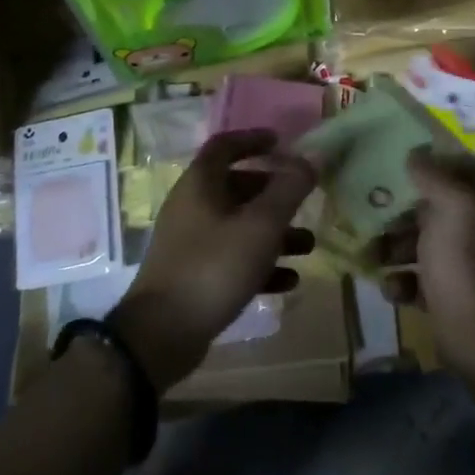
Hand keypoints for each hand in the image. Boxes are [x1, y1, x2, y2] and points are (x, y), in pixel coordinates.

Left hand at [112, 129, 316, 391]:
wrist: (162, 334)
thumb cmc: (214, 266)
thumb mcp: (260, 225)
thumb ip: (289, 189)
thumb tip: (313, 155)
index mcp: (200, 184)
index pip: (224, 145)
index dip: (253, 139)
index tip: (282, 142)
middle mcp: (192, 207)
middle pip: (236, 187)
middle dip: (274, 193)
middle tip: (304, 200)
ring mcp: (191, 243)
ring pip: (239, 226)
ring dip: (274, 232)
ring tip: (308, 246)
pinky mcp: (194, 275)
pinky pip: (233, 259)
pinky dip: (260, 264)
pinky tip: (288, 281)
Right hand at [374, 152, 474, 380]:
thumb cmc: (465, 263)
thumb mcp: (451, 206)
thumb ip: (433, 175)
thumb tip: (415, 155)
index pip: (462, 169)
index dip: (430, 165)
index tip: (396, 165)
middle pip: (438, 207)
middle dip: (402, 212)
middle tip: (372, 212)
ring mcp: (473, 264)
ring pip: (427, 243)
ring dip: (396, 247)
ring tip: (372, 256)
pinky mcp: (457, 295)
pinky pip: (424, 278)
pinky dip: (406, 281)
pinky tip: (393, 289)